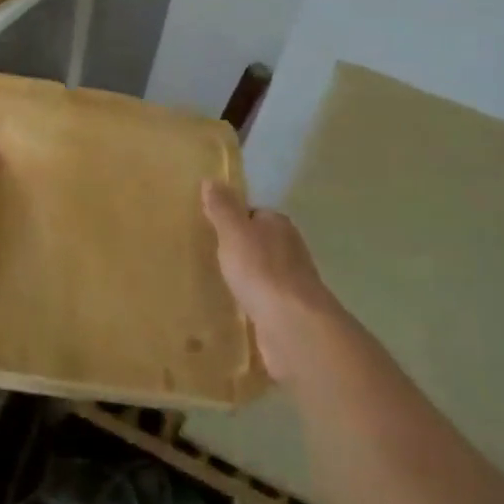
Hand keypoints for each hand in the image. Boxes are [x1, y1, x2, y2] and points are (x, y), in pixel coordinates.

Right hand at [201, 181, 342, 381]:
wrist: (292, 324)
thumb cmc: (261, 270)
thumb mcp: (234, 232)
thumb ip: (222, 208)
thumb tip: (211, 179)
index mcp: (279, 224)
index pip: (254, 213)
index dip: (234, 219)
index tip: (212, 229)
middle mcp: (290, 248)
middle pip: (261, 242)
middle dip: (240, 248)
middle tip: (211, 255)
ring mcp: (292, 281)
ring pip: (264, 271)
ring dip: (248, 275)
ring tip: (220, 282)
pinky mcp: (289, 310)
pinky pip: (265, 298)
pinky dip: (253, 299)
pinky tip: (237, 306)